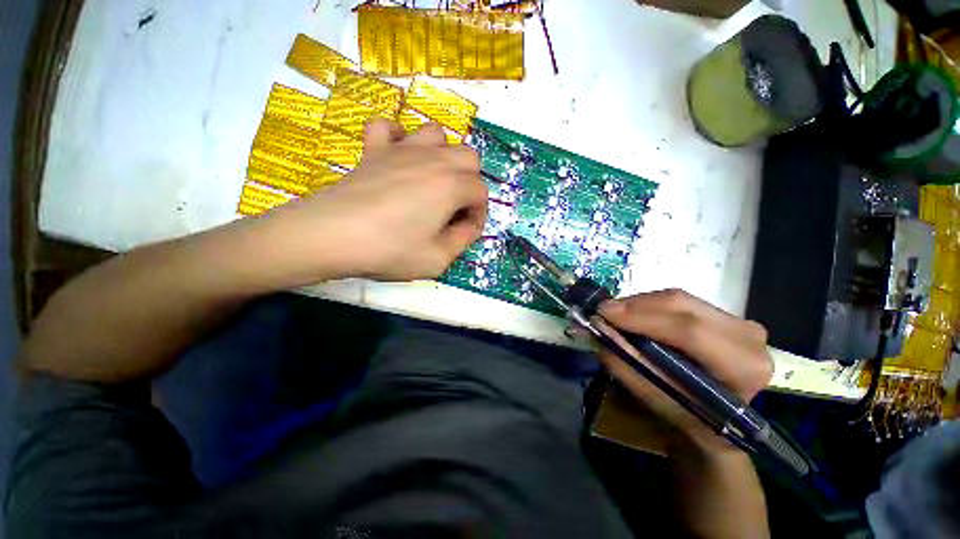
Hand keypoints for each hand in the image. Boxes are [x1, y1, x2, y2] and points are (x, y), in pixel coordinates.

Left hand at [258, 119, 487, 282]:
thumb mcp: (437, 260)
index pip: (481, 192)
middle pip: (469, 158)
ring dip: (443, 156)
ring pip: (437, 135)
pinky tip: (397, 157)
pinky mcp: (373, 150)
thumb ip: (462, 240)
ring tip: (433, 180)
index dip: (479, 214)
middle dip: (470, 183)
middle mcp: (433, 160)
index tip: (467, 231)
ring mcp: (401, 149)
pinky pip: (388, 127)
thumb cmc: (389, 250)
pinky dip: (398, 138)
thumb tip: (469, 226)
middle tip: (455, 208)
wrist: (331, 235)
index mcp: (451, 186)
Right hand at [595, 290, 772, 453]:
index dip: (642, 318)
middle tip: (604, 311)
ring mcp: (738, 321)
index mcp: (742, 367)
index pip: (689, 331)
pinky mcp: (726, 315)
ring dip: (640, 304)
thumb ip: (629, 364)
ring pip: (678, 299)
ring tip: (615, 314)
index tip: (603, 313)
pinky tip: (635, 315)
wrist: (726, 421)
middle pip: (681, 305)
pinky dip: (651, 305)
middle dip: (635, 305)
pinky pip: (680, 302)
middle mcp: (747, 336)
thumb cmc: (693, 419)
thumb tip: (599, 330)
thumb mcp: (659, 400)